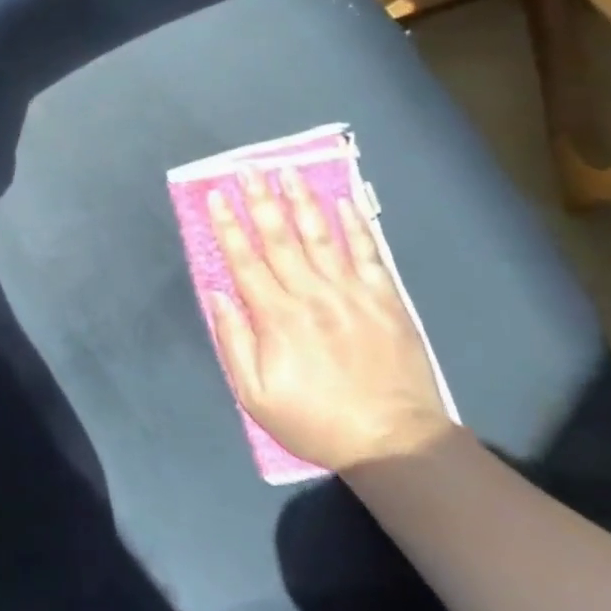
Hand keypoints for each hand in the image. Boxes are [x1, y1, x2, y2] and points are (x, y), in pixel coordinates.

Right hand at [206, 168, 453, 472]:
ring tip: (288, 171)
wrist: (394, 443)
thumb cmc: (316, 421)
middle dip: (260, 199)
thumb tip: (216, 294)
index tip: (216, 195)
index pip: (244, 261)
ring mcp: (352, 294)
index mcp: (277, 318)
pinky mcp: (385, 300)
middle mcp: (312, 296)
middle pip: (279, 238)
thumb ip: (233, 342)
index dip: (227, 225)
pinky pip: (369, 254)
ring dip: (302, 201)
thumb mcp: (256, 396)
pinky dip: (356, 226)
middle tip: (247, 168)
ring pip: (321, 237)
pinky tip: (344, 202)